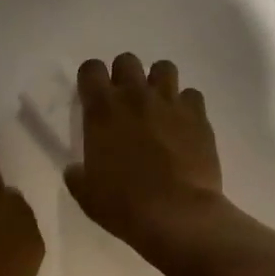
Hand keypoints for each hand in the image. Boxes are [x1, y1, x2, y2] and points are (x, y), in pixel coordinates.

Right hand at [65, 54, 227, 260]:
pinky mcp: (198, 115)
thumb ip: (78, 175)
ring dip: (158, 82)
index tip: (93, 96)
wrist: (177, 214)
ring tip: (158, 106)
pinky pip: (192, 95)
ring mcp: (170, 102)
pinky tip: (184, 125)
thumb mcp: (87, 194)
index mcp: (102, 110)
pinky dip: (187, 105)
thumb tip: (76, 169)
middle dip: (124, 75)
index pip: (91, 69)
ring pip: (164, 68)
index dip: (91, 79)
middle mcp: (135, 96)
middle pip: (127, 60)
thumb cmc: (124, 205)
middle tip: (126, 102)